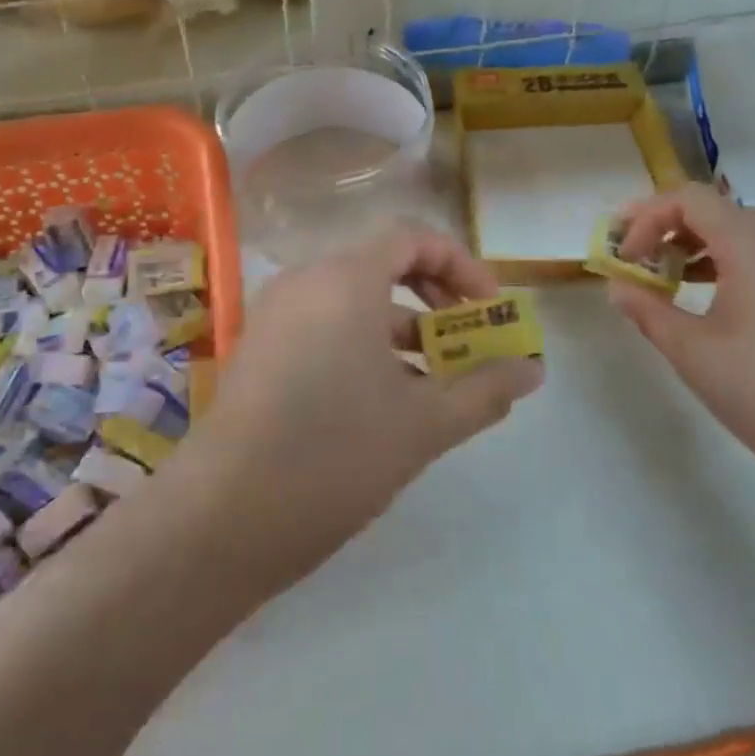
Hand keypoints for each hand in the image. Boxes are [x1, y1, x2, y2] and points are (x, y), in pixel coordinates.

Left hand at [166, 225, 544, 587]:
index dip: (460, 264)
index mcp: (345, 280)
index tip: (489, 310)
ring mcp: (276, 316)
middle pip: (383, 266)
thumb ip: (484, 389)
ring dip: (403, 332)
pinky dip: (364, 348)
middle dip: (436, 300)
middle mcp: (305, 282)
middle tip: (468, 343)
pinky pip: (325, 328)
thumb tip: (533, 371)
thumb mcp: (423, 424)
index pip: (412, 237)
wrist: (222, 518)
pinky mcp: (260, 350)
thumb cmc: (334, 454)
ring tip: (437, 383)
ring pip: (355, 304)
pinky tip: (386, 403)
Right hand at [609, 185, 754, 501]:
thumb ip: (647, 309)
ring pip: (742, 234)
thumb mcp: (690, 351)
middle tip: (637, 262)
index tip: (625, 256)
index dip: (647, 217)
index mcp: (752, 247)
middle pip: (716, 211)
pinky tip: (712, 304)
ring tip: (669, 283)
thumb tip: (618, 285)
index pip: (689, 199)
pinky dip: (727, 265)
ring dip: (697, 247)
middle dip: (668, 229)